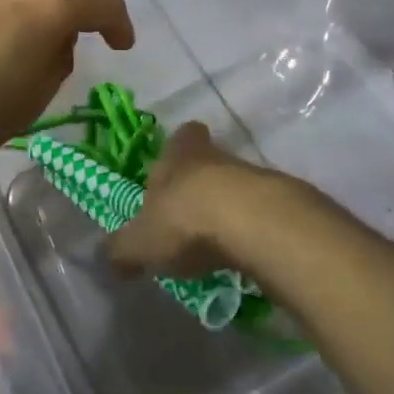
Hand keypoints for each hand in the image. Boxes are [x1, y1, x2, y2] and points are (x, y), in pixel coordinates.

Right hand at [110, 122, 268, 277]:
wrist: (253, 225)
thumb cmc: (184, 220)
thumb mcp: (139, 242)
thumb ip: (122, 249)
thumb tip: (110, 258)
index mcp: (180, 155)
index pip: (183, 135)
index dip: (179, 149)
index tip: (173, 168)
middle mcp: (217, 157)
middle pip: (210, 162)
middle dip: (200, 186)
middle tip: (188, 216)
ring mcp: (255, 178)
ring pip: (237, 187)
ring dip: (228, 210)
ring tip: (214, 244)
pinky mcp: (282, 204)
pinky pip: (262, 214)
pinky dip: (252, 231)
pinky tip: (242, 255)